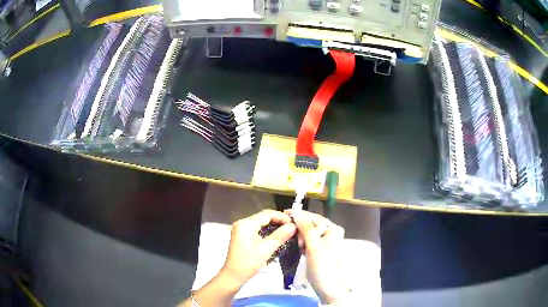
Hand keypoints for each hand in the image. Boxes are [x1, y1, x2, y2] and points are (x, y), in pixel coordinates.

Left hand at [221, 209, 296, 287]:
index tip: (294, 223)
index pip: (267, 214)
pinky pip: (257, 228)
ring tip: (287, 231)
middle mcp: (242, 223)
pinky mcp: (242, 235)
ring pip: (261, 222)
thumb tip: (293, 226)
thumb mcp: (267, 249)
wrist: (233, 276)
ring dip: (274, 225)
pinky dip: (267, 230)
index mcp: (246, 224)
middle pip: (264, 217)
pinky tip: (276, 236)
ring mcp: (241, 229)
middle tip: (293, 227)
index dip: (282, 217)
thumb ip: (281, 235)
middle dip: (279, 220)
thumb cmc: (249, 263)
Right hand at [289, 210, 345, 304]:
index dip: (299, 215)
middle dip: (302, 232)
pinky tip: (303, 252)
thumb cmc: (322, 267)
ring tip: (302, 250)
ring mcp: (327, 243)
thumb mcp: (313, 246)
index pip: (314, 217)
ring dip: (302, 240)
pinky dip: (304, 246)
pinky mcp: (321, 251)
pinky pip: (309, 243)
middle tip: (299, 244)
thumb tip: (297, 211)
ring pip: (308, 235)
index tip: (283, 214)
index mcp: (333, 229)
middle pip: (311, 225)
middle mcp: (331, 233)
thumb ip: (306, 228)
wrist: (329, 288)